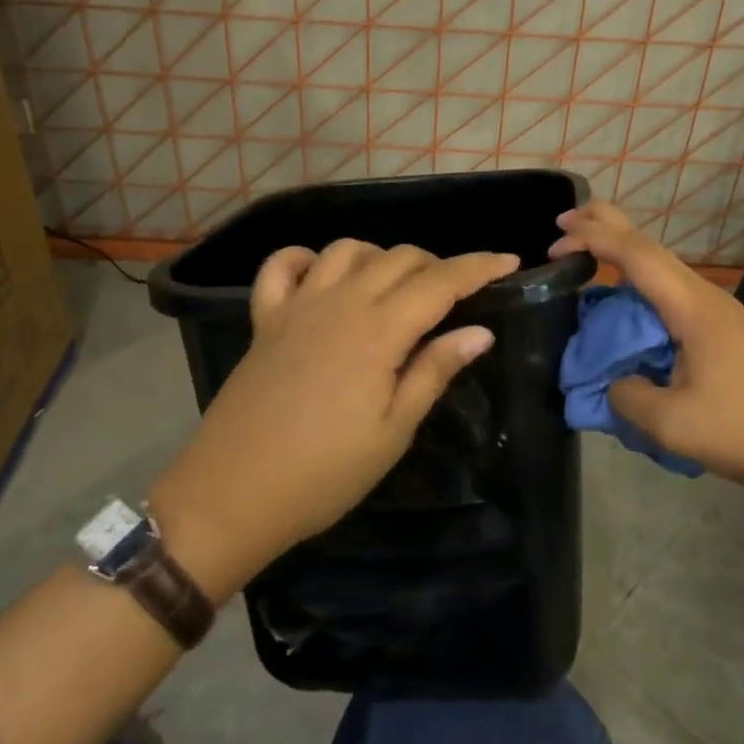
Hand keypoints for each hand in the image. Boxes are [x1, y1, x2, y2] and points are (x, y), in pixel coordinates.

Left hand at [147, 239, 518, 597]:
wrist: (233, 493)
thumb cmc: (325, 472)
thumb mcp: (394, 430)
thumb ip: (434, 370)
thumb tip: (479, 331)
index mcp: (379, 330)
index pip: (440, 281)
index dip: (479, 266)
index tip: (510, 261)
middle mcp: (340, 302)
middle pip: (398, 257)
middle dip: (436, 264)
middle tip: (455, 294)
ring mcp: (298, 305)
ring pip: (347, 250)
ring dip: (379, 257)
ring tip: (394, 287)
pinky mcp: (265, 318)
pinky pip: (283, 266)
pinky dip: (306, 258)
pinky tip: (321, 275)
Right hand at [548, 201, 743, 493]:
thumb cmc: (741, 433)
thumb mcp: (669, 424)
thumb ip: (626, 395)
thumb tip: (614, 380)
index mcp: (693, 308)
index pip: (636, 255)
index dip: (593, 240)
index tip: (555, 245)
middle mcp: (705, 296)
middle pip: (650, 244)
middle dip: (605, 224)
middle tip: (563, 222)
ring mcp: (716, 309)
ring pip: (661, 264)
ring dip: (621, 251)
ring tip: (584, 251)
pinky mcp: (721, 327)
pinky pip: (669, 288)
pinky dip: (636, 279)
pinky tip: (622, 296)